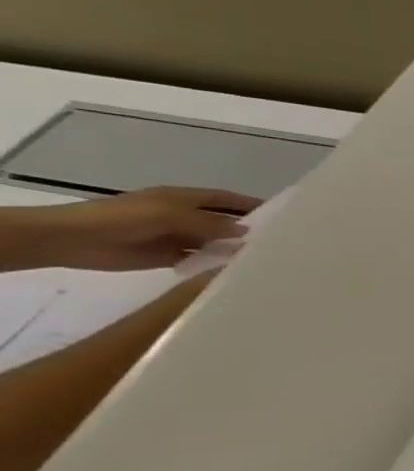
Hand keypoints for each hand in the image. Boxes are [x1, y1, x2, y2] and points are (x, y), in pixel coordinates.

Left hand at [31, 186, 259, 270]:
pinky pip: (198, 259)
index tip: (282, 214)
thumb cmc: (123, 218)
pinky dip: (214, 263)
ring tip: (265, 259)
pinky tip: (235, 271)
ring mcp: (176, 237)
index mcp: (184, 199)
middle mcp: (184, 216)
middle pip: (222, 221)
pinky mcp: (168, 256)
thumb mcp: (171, 215)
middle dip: (247, 228)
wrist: (74, 239)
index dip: (251, 204)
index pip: (226, 199)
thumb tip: (246, 231)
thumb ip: (210, 223)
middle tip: (281, 241)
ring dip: (232, 248)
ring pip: (213, 242)